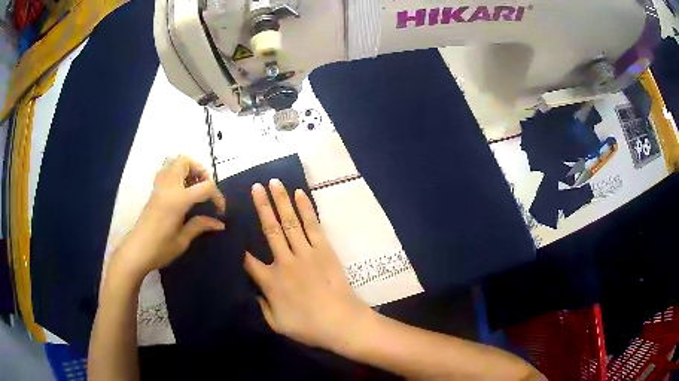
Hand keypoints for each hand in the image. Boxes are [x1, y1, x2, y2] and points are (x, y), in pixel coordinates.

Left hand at [113, 156, 226, 276]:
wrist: (136, 251)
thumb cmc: (160, 249)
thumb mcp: (183, 240)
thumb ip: (200, 225)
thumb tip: (220, 224)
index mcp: (178, 199)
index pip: (206, 186)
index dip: (217, 196)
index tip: (220, 212)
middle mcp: (168, 186)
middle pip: (186, 161)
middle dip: (201, 171)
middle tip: (205, 190)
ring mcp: (159, 186)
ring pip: (174, 161)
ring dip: (187, 169)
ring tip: (193, 187)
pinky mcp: (154, 190)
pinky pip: (166, 170)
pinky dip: (176, 173)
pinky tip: (180, 191)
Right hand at [244, 179, 371, 349]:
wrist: (342, 323)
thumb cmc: (308, 327)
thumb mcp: (276, 324)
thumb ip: (261, 306)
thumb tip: (252, 291)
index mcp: (270, 281)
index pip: (247, 260)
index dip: (237, 245)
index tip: (231, 228)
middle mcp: (285, 261)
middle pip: (269, 229)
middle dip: (261, 206)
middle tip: (255, 186)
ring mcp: (306, 253)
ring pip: (290, 221)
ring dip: (281, 200)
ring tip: (273, 182)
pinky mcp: (324, 250)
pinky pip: (312, 225)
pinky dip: (306, 208)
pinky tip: (300, 194)